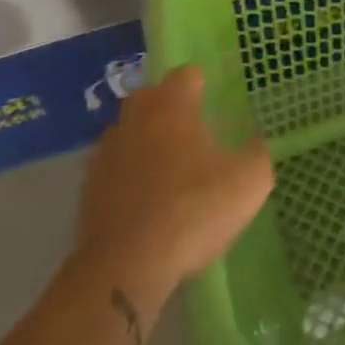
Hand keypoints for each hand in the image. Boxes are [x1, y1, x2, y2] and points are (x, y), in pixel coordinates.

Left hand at [72, 65, 273, 311]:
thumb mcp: (249, 182)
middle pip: (153, 99)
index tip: (216, 111)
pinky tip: (148, 205)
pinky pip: (116, 169)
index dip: (203, 89)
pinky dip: (130, 178)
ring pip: (132, 133)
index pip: (187, 75)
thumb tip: (255, 144)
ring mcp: (106, 152)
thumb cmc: (192, 210)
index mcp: (171, 104)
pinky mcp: (87, 188)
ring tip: (171, 176)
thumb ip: (257, 154)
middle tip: (196, 140)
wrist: (124, 269)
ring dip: (148, 145)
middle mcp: (135, 117)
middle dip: (172, 112)